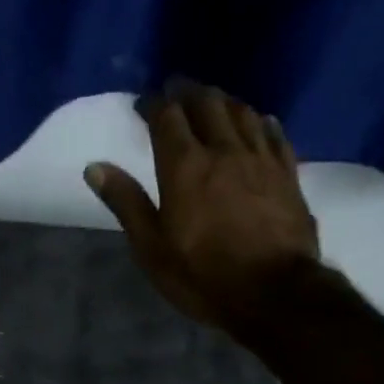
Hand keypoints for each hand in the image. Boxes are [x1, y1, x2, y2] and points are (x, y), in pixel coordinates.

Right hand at [85, 81, 326, 340]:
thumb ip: (126, 204)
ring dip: (223, 101)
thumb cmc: (204, 276)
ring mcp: (261, 159)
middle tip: (176, 90)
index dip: (153, 104)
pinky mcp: (288, 174)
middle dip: (188, 92)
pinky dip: (261, 121)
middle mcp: (224, 150)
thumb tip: (95, 167)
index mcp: (185, 167)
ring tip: (213, 101)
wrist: (275, 293)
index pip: (167, 117)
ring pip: (242, 112)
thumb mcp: (152, 249)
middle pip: (207, 104)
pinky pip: (274, 134)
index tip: (143, 103)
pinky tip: (259, 121)